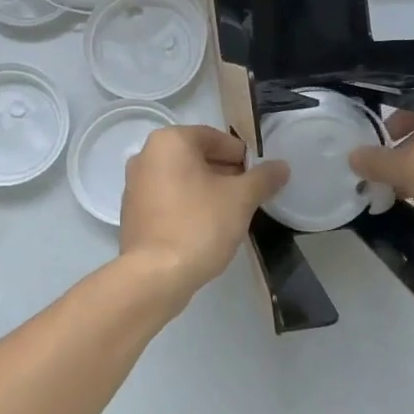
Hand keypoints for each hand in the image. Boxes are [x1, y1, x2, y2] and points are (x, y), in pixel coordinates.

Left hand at [119, 126, 288, 303]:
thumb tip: (281, 166)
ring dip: (207, 190)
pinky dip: (187, 205)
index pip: (215, 138)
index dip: (242, 156)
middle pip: (196, 156)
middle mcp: (146, 155)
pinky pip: (167, 199)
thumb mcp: (241, 199)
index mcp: (170, 141)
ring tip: (231, 213)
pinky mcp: (132, 213)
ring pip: (182, 178)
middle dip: (225, 173)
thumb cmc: (199, 225)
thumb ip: (263, 178)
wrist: (155, 275)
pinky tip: (205, 227)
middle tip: (249, 195)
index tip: (259, 177)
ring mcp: (134, 185)